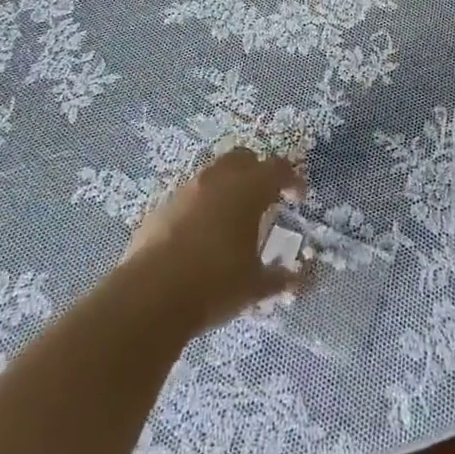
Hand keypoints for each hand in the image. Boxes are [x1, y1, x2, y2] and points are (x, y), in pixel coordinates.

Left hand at [123, 148, 307, 331]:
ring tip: (233, 217)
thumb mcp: (254, 286)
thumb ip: (281, 279)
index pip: (278, 169)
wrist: (150, 295)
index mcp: (247, 190)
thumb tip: (304, 280)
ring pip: (213, 174)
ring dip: (228, 186)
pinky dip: (202, 205)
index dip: (292, 179)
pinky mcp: (161, 207)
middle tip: (266, 199)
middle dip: (258, 172)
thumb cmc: (214, 283)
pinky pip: (190, 195)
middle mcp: (217, 180)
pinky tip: (202, 234)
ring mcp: (186, 190)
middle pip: (243, 158)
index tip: (298, 197)